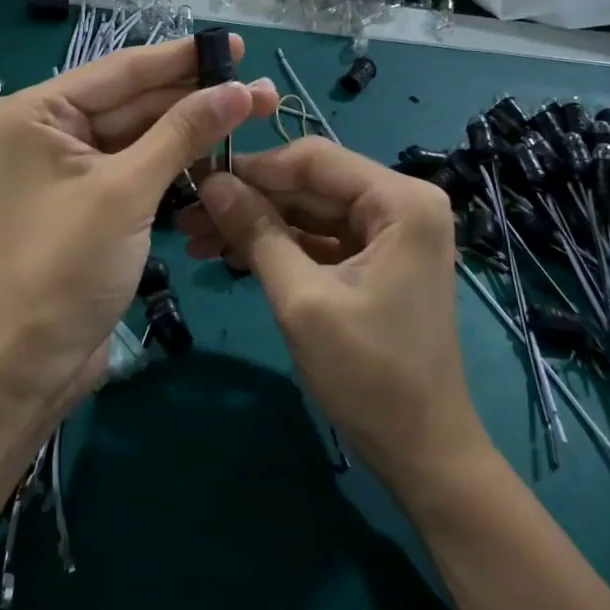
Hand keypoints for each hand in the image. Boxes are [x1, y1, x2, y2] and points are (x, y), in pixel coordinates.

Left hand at [0, 38, 277, 416]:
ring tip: (251, 115)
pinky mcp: (85, 202)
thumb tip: (239, 89)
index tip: (235, 45)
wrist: (30, 361)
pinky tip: (216, 153)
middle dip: (196, 98)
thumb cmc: (67, 266)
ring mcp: (66, 169)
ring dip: (190, 131)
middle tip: (260, 88)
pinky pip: (135, 168)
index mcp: (36, 114)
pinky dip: (173, 163)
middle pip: (132, 102)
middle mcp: (46, 132)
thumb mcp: (128, 191)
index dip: (183, 58)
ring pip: (138, 136)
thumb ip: (183, 133)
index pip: (121, 71)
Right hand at [178, 138, 489, 492]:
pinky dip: (280, 247)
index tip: (198, 180)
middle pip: (311, 185)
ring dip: (258, 224)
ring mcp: (391, 234)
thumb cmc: (368, 374)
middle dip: (250, 200)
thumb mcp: (302, 300)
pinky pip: (320, 240)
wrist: (422, 450)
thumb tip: (210, 183)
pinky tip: (232, 255)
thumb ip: (257, 233)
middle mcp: (402, 205)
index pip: (315, 160)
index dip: (254, 168)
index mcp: (401, 201)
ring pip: (311, 213)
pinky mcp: (377, 262)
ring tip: (198, 239)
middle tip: (188, 217)